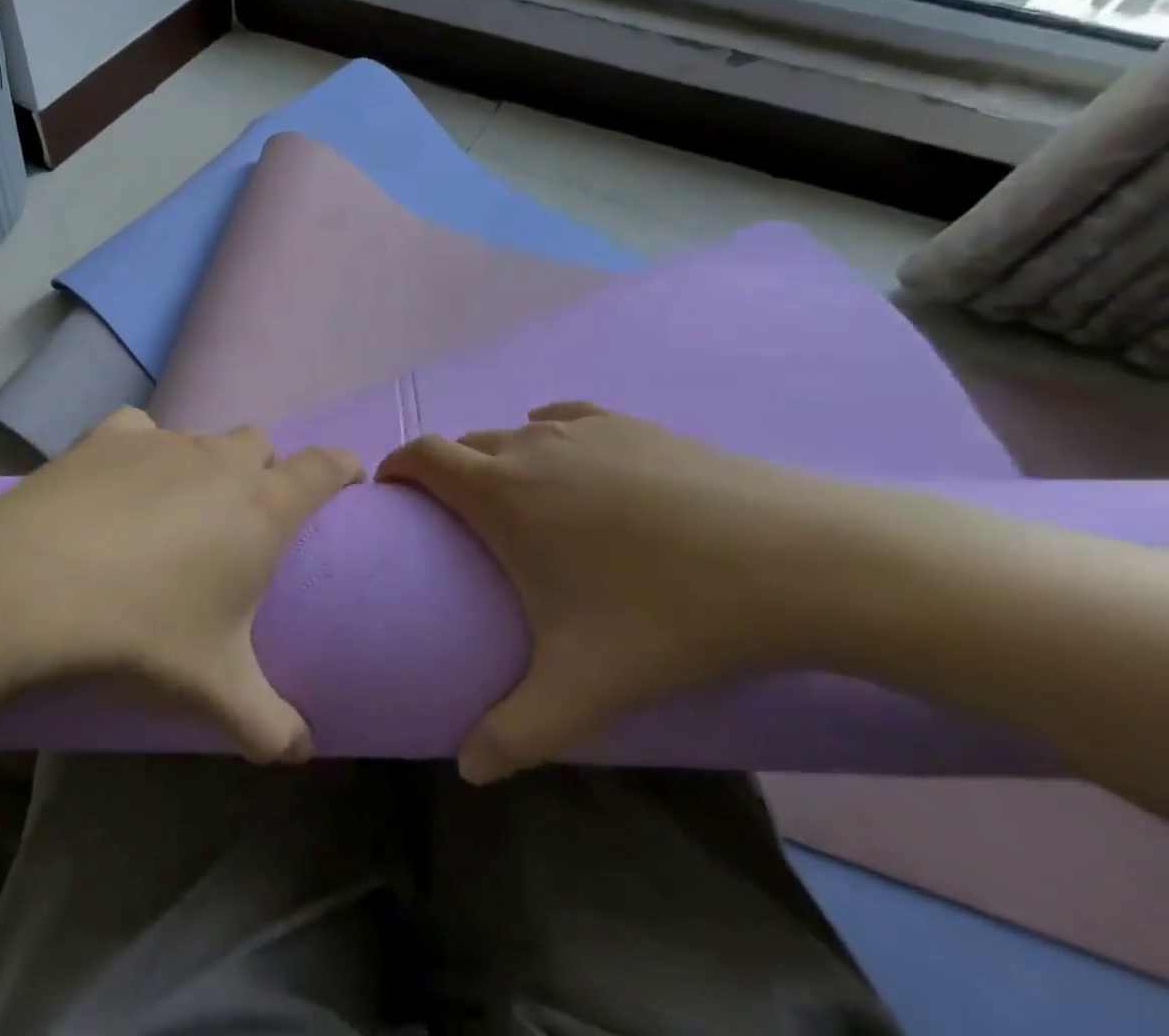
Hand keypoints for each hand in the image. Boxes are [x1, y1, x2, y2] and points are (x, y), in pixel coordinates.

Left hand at [0, 408, 362, 762]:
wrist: (35, 585)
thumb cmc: (144, 632)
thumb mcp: (216, 690)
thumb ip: (269, 724)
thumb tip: (301, 753)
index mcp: (261, 508)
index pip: (322, 467)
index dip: (342, 467)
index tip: (347, 477)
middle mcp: (219, 461)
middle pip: (260, 443)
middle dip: (265, 468)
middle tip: (246, 514)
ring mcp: (162, 441)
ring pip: (203, 437)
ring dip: (205, 463)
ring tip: (178, 508)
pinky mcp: (109, 435)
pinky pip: (141, 430)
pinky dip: (143, 449)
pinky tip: (121, 481)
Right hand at [377, 403, 876, 782]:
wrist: (796, 561)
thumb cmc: (668, 615)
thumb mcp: (584, 686)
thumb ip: (516, 733)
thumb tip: (468, 771)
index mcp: (499, 492)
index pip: (420, 455)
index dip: (396, 467)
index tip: (394, 497)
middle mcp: (529, 444)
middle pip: (465, 445)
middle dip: (449, 475)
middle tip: (465, 525)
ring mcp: (583, 426)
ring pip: (516, 433)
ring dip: (502, 461)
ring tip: (527, 506)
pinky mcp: (632, 422)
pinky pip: (566, 420)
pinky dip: (550, 438)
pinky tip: (578, 468)